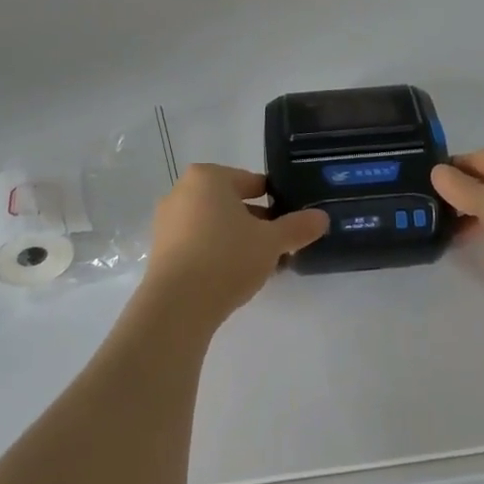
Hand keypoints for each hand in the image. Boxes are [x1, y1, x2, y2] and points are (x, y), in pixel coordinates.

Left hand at [136, 164, 328, 329]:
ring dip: (239, 241)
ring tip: (263, 266)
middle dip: (258, 224)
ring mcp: (167, 222)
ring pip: (215, 225)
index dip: (276, 201)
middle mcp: (182, 192)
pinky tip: (236, 278)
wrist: (177, 306)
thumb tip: (322, 218)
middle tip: (281, 247)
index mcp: (207, 177)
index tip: (292, 222)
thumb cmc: (226, 258)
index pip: (252, 182)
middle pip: (232, 203)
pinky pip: (198, 244)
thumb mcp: (271, 242)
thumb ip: (298, 227)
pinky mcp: (161, 250)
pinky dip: (217, 254)